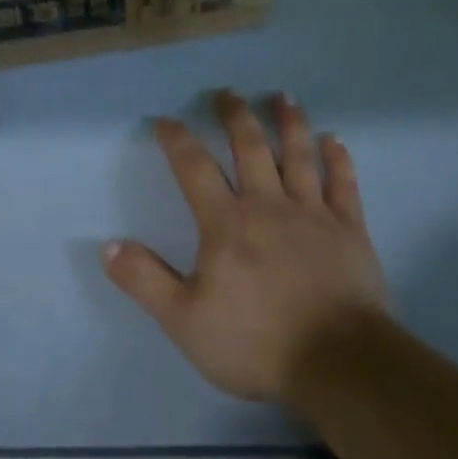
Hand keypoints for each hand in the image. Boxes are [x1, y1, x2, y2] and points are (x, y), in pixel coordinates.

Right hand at [105, 91, 390, 403]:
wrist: (340, 366)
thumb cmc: (257, 343)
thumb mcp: (186, 321)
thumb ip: (146, 281)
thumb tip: (107, 246)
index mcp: (226, 222)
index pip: (194, 168)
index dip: (177, 140)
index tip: (166, 120)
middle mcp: (268, 205)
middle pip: (250, 147)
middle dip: (236, 116)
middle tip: (228, 92)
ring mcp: (313, 214)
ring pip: (298, 155)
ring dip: (289, 123)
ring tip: (283, 96)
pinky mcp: (349, 230)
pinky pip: (343, 185)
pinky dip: (339, 160)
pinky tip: (335, 141)